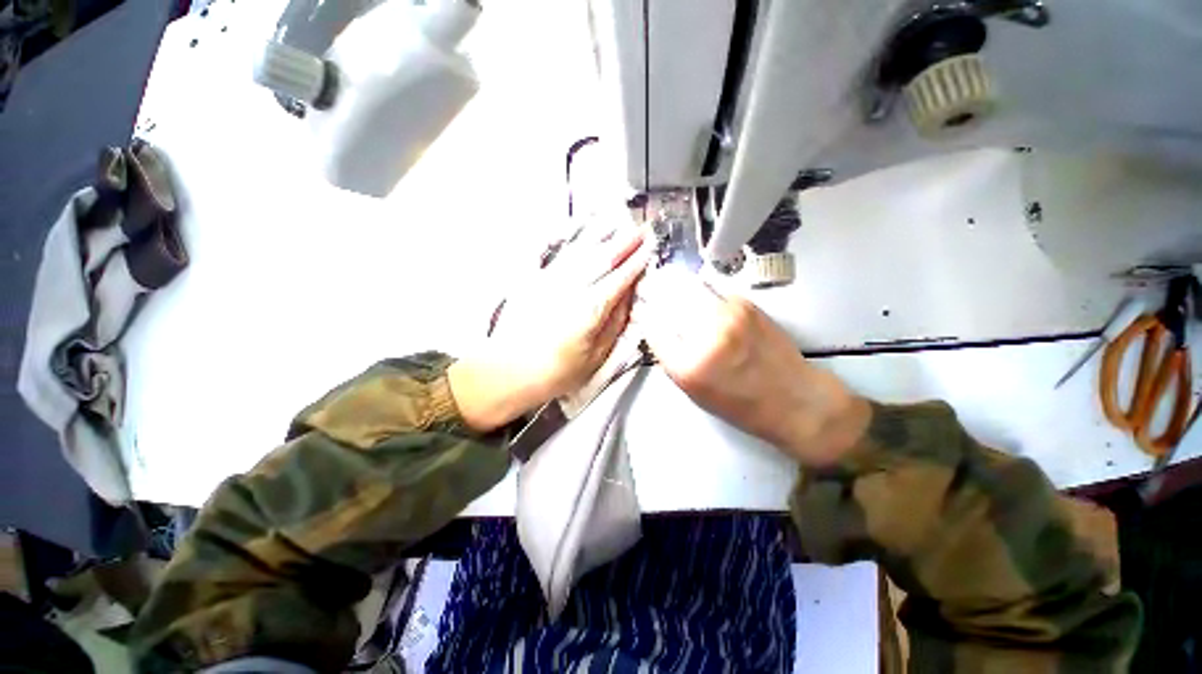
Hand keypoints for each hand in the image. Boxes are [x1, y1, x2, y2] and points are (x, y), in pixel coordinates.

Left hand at [449, 225, 653, 431]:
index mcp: (590, 309)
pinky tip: (582, 235)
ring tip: (617, 222)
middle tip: (641, 229)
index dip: (637, 261)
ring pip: (582, 252)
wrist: (510, 370)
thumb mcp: (596, 356)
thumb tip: (628, 300)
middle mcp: (572, 288)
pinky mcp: (536, 281)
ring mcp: (552, 281)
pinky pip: (560, 256)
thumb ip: (615, 324)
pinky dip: (575, 242)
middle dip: (625, 242)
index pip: (620, 278)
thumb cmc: (557, 371)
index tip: (650, 248)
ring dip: (602, 236)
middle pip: (603, 259)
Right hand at [634, 269, 869, 465]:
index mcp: (688, 367)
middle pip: (668, 301)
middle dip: (657, 294)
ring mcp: (728, 316)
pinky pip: (711, 291)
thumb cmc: (742, 404)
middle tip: (653, 292)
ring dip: (678, 290)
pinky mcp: (746, 305)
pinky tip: (704, 302)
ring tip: (676, 293)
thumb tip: (657, 326)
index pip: (652, 327)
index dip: (645, 315)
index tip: (643, 310)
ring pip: (688, 289)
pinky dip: (702, 294)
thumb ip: (670, 357)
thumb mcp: (693, 391)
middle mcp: (706, 337)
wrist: (793, 398)